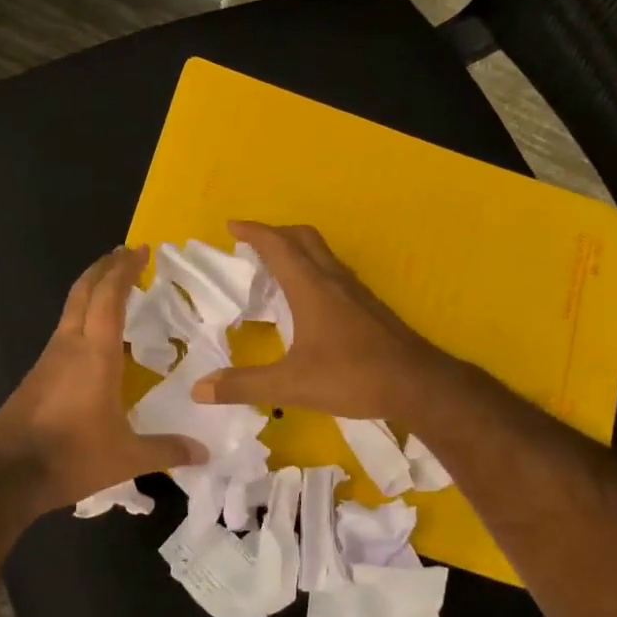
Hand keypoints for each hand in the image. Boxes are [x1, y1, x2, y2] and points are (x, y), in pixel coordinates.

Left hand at [0, 246, 204, 515]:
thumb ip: (167, 450)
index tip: (141, 250)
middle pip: (84, 291)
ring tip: (116, 291)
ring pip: (71, 310)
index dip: (124, 269)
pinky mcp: (36, 375)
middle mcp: (69, 346)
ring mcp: (48, 359)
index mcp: (95, 354)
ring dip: (92, 292)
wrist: (6, 476)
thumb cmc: (71, 457)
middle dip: (105, 267)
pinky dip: (83, 319)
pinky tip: (95, 341)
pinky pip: (64, 333)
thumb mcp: (127, 458)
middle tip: (126, 254)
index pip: (109, 296)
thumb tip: (204, 452)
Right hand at [190, 221, 453, 419]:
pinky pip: (335, 274)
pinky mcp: (370, 307)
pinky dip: (314, 271)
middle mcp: (334, 280)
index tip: (231, 226)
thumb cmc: (352, 377)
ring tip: (276, 269)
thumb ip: (243, 386)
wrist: (417, 384)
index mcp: (311, 287)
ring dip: (297, 250)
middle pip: (304, 238)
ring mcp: (357, 292)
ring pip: (323, 254)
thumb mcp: (291, 385)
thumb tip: (198, 389)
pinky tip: (310, 301)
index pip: (277, 245)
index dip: (253, 232)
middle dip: (275, 234)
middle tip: (252, 245)